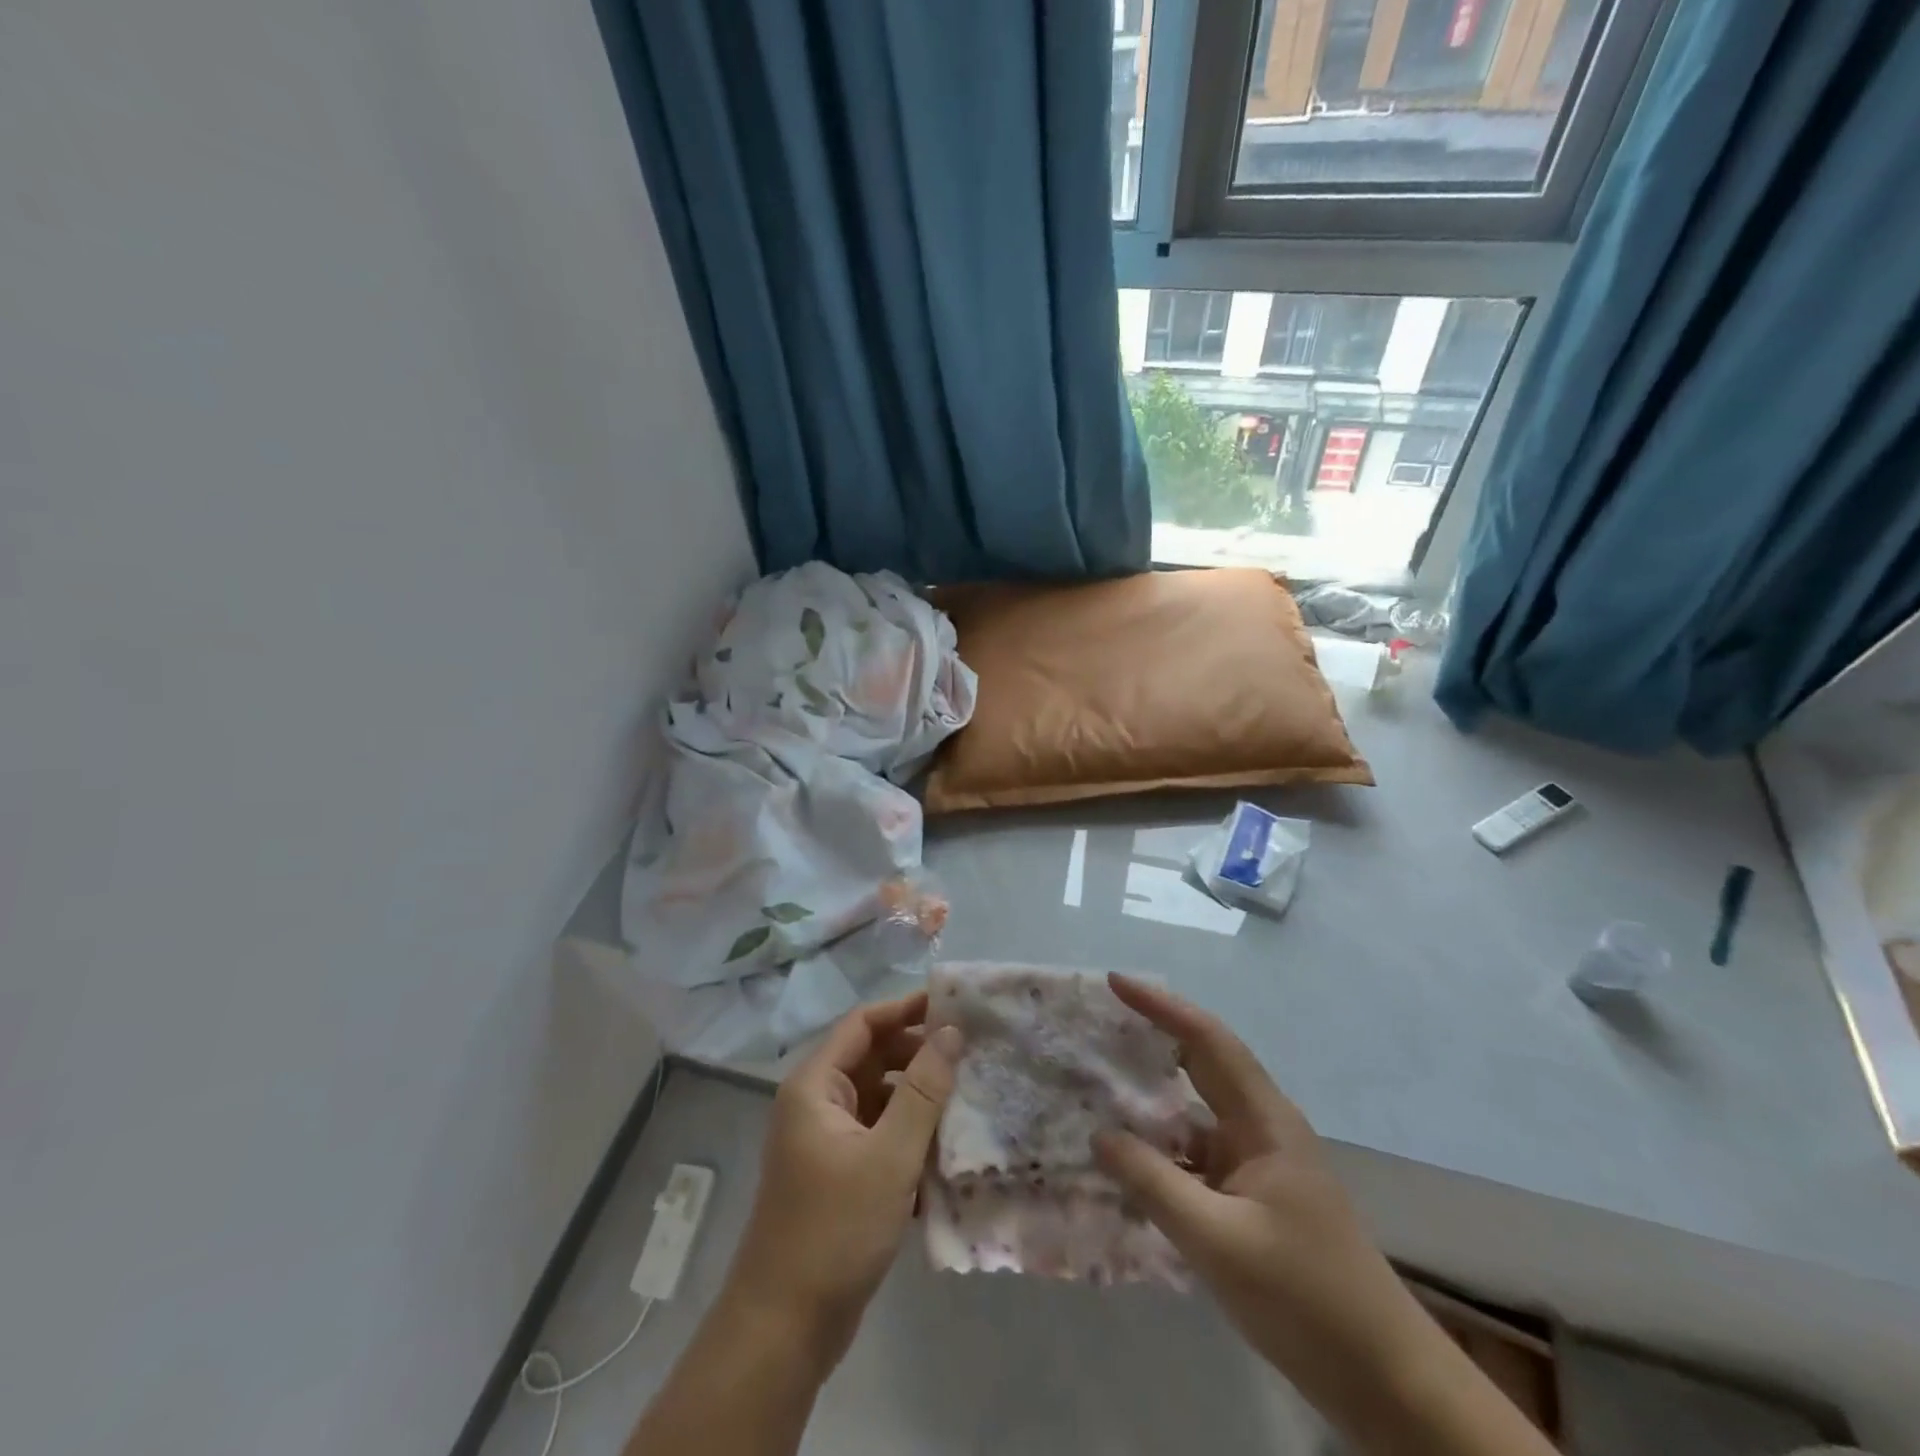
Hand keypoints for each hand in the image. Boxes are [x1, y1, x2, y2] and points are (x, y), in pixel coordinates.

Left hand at [724, 992, 961, 1369]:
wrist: (784, 1329)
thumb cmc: (834, 1230)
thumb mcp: (890, 1156)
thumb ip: (923, 1090)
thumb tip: (951, 1032)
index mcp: (815, 1085)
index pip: (863, 1023)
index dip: (906, 1009)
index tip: (953, 1008)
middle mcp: (815, 1103)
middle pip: (871, 1058)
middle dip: (917, 1056)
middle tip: (969, 1056)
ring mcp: (824, 1140)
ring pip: (877, 1099)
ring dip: (917, 1100)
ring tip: (965, 1102)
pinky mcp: (836, 1174)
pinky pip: (877, 1135)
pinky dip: (907, 1136)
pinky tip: (943, 1155)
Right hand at [1093, 976, 1551, 1455]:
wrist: (1383, 1379)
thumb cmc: (1306, 1296)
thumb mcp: (1218, 1241)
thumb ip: (1153, 1183)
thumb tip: (1099, 1136)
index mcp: (1265, 1120)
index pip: (1207, 1040)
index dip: (1161, 1007)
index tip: (1116, 983)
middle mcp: (1261, 1128)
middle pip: (1201, 1064)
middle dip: (1152, 1038)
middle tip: (1098, 1024)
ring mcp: (1258, 1164)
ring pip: (1195, 1113)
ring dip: (1151, 1099)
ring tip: (1097, 1085)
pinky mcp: (1252, 1198)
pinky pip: (1196, 1155)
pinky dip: (1161, 1149)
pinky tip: (1126, 1161)